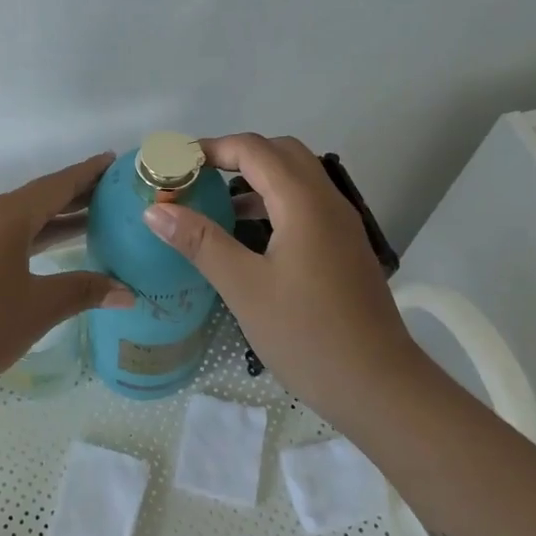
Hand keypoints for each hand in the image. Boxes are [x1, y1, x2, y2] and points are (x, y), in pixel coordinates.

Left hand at [0, 153, 133, 405]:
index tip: (116, 161)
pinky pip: (3, 235)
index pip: (57, 185)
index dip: (89, 173)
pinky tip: (48, 251)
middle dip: (77, 196)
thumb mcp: (37, 309)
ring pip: (20, 219)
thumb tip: (127, 292)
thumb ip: (83, 292)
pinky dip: (32, 237)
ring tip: (94, 221)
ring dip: (54, 220)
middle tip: (115, 195)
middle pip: (38, 198)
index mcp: (6, 217)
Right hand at [143, 134, 415, 426]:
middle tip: (196, 178)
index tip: (175, 165)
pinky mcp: (344, 249)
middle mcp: (327, 202)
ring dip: (256, 180)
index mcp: (304, 202)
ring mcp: (341, 225)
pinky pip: (305, 206)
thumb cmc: (307, 335)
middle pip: (281, 153)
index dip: (212, 148)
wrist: (379, 386)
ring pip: (296, 179)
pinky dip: (273, 204)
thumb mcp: (244, 288)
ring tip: (214, 205)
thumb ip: (201, 242)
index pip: (254, 149)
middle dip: (236, 156)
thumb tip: (156, 209)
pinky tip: (249, 237)